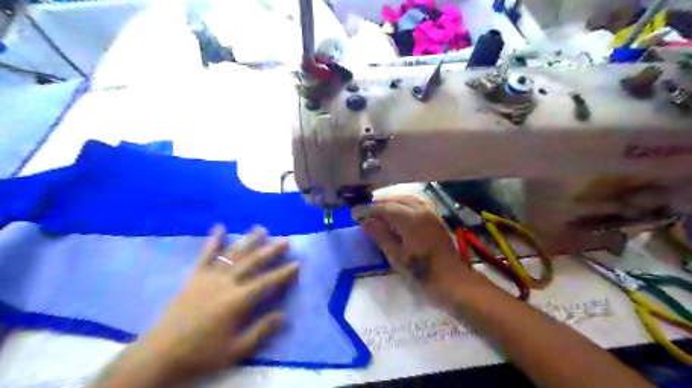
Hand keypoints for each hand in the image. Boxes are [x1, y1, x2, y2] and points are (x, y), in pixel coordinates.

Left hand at [96, 226, 297, 385]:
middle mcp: (227, 282)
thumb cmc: (202, 353)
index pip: (267, 282)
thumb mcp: (236, 350)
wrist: (161, 353)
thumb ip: (261, 331)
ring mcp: (210, 276)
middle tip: (285, 241)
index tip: (297, 264)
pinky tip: (220, 226)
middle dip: (271, 251)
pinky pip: (206, 254)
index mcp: (238, 300)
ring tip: (262, 228)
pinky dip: (214, 239)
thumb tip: (284, 316)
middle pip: (253, 262)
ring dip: (249, 240)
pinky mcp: (195, 275)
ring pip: (234, 254)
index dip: (283, 273)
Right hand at [360, 196, 478, 303]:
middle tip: (365, 211)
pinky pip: (418, 200)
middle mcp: (421, 210)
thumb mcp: (396, 256)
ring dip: (392, 200)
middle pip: (396, 200)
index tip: (355, 213)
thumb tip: (365, 221)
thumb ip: (380, 235)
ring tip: (380, 208)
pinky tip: (400, 207)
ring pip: (408, 197)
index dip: (368, 210)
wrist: (452, 279)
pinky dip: (405, 200)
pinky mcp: (436, 217)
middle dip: (379, 203)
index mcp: (410, 219)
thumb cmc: (421, 271)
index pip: (384, 208)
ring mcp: (431, 212)